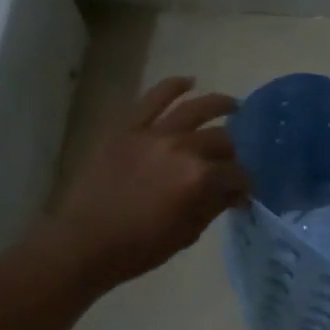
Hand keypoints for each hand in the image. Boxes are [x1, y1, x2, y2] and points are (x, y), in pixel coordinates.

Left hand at [39, 77, 248, 287]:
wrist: (85, 243)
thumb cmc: (140, 247)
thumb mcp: (188, 233)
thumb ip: (214, 205)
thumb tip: (233, 192)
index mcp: (200, 178)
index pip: (237, 174)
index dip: (244, 184)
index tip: (243, 192)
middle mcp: (182, 148)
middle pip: (221, 140)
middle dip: (232, 153)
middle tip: (231, 161)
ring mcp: (153, 134)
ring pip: (195, 109)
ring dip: (219, 104)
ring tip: (232, 105)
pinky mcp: (127, 128)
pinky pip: (153, 98)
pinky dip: (173, 86)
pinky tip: (189, 81)